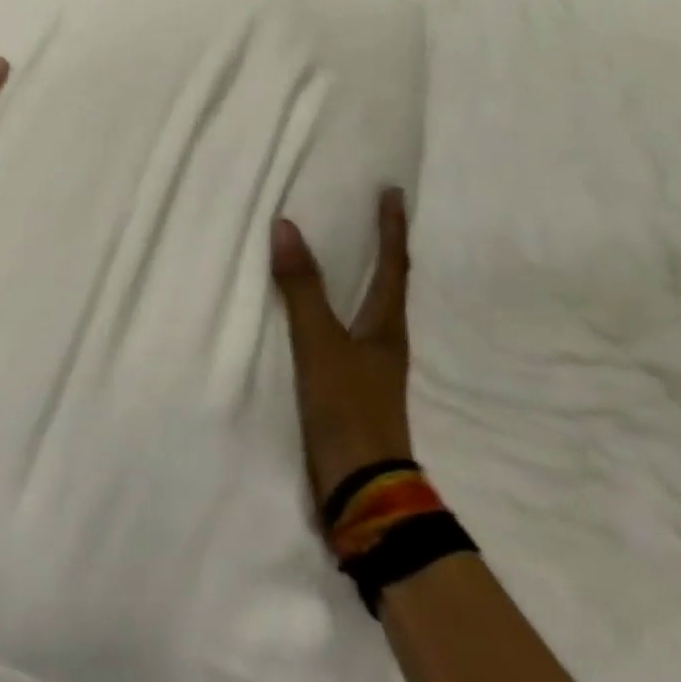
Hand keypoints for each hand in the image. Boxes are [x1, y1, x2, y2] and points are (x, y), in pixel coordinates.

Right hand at [271, 189, 414, 509]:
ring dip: (362, 279)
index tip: (392, 192)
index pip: (393, 265)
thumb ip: (302, 289)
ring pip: (369, 310)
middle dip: (383, 248)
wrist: (360, 489)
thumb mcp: (319, 344)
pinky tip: (319, 315)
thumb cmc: (347, 408)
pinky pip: (346, 333)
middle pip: (389, 285)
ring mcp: (371, 368)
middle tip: (371, 216)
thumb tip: (287, 226)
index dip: (392, 227)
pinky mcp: (352, 388)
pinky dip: (338, 310)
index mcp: (386, 326)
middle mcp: (385, 341)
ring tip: (346, 256)